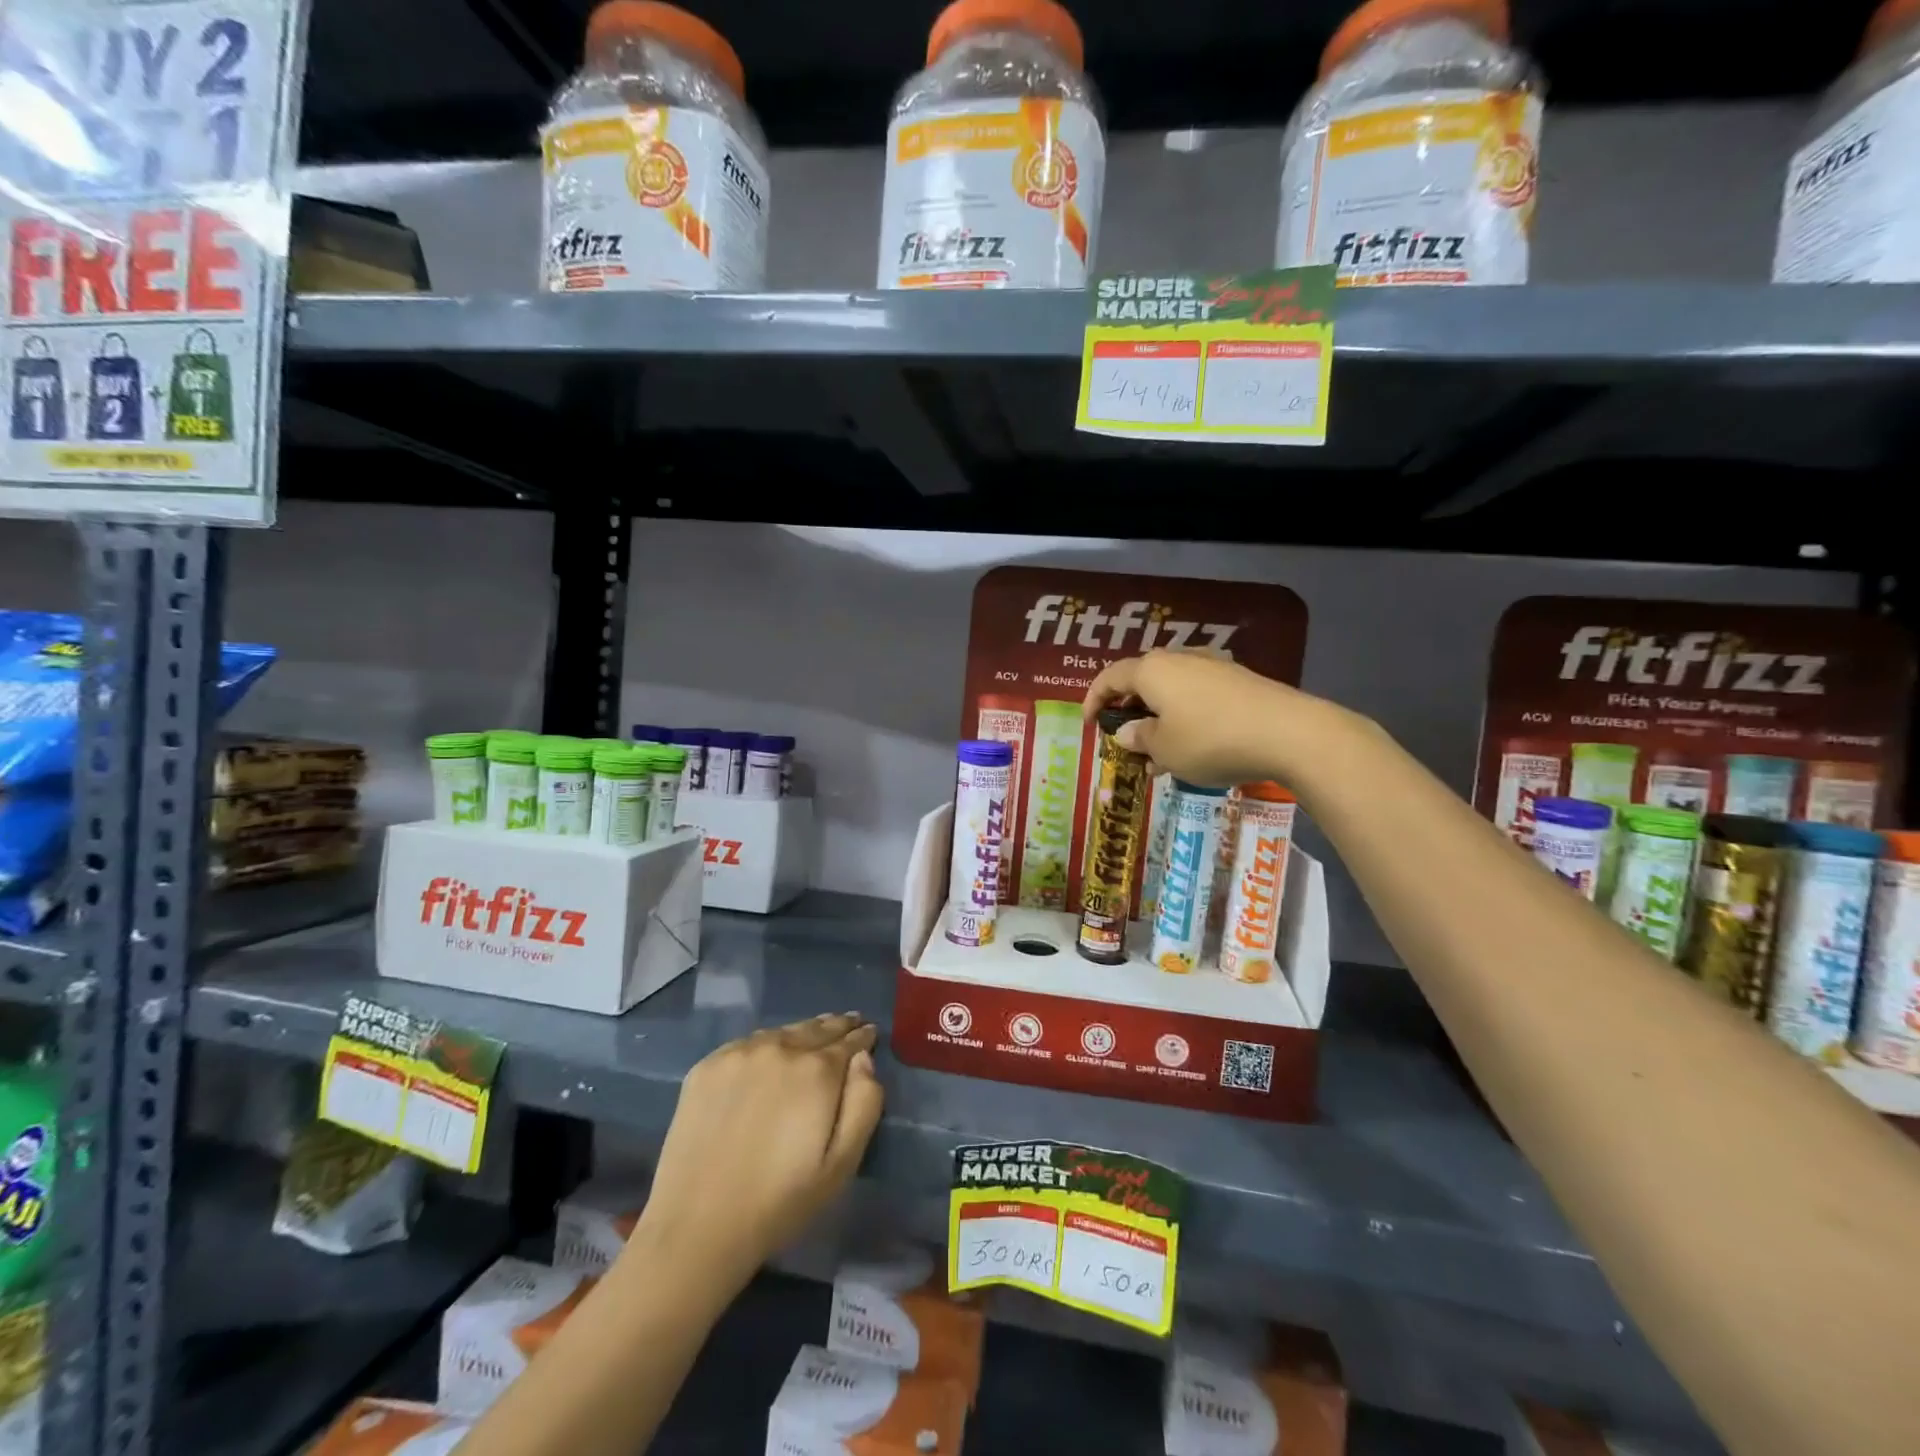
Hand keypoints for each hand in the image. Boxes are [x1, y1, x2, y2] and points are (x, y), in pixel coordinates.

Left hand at [633, 1014, 882, 1291]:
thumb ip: (864, 1104)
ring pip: (782, 1032)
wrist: (696, 1227)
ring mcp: (739, 1054)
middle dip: (837, 1026)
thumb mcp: (841, 1164)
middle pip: (816, 1028)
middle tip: (850, 1021)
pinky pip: (748, 1044)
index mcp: (817, 1070)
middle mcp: (779, 1048)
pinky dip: (767, 1044)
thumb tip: (863, 1060)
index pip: (849, 1041)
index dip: (862, 1037)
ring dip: (802, 1032)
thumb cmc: (780, 1202)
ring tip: (814, 1034)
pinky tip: (770, 1053)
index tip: (869, 1032)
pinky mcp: (706, 1066)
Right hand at [1084, 650, 1338, 789]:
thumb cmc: (1210, 740)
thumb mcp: (1164, 749)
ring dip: (1158, 719)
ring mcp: (1213, 667)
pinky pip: (1198, 697)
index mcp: (1152, 670)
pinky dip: (1185, 718)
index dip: (1093, 700)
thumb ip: (1139, 738)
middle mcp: (1180, 659)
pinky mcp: (1239, 681)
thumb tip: (1126, 732)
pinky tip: (1192, 748)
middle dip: (1129, 711)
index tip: (1089, 725)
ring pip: (1172, 691)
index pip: (1110, 677)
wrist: (1289, 733)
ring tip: (1157, 755)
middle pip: (1142, 681)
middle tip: (1124, 739)